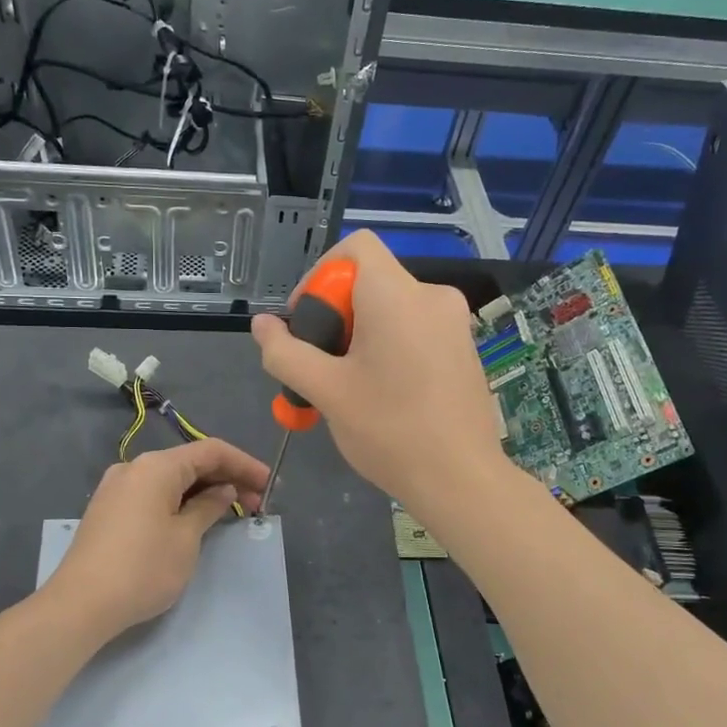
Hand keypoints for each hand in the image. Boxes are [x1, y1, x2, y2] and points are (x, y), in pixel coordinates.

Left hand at [44, 438, 270, 639]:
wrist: (80, 604)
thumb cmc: (142, 568)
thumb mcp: (186, 538)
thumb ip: (208, 508)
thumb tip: (223, 492)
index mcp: (156, 466)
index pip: (211, 451)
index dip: (244, 464)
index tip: (269, 484)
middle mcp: (134, 468)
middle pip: (190, 462)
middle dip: (226, 479)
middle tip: (257, 503)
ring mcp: (117, 488)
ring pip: (171, 480)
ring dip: (204, 491)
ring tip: (232, 512)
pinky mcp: (109, 510)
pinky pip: (154, 494)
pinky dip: (180, 501)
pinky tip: (197, 518)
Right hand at [251, 231, 511, 517]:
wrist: (461, 480)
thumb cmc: (389, 430)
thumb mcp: (325, 391)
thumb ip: (286, 352)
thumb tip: (262, 325)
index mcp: (397, 295)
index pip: (355, 246)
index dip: (320, 275)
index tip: (309, 323)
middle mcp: (432, 296)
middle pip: (370, 281)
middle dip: (336, 316)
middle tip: (320, 366)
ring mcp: (454, 323)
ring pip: (391, 309)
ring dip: (359, 337)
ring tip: (345, 387)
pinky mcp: (464, 349)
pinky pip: (415, 330)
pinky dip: (389, 347)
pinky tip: (381, 394)